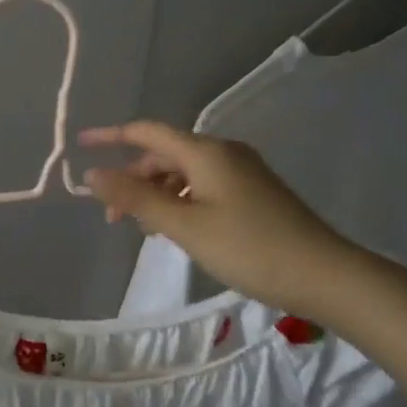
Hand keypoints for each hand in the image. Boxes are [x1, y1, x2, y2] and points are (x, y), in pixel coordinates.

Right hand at [81, 121, 362, 321]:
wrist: (325, 274)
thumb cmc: (249, 248)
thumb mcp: (185, 225)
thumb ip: (136, 198)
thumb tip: (92, 174)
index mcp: (205, 151)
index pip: (147, 132)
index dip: (110, 136)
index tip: (80, 145)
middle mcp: (223, 152)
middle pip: (164, 154)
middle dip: (133, 177)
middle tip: (111, 215)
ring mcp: (241, 171)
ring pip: (183, 172)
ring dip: (156, 193)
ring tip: (141, 228)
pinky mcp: (253, 191)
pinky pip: (202, 185)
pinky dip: (179, 201)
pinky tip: (175, 228)